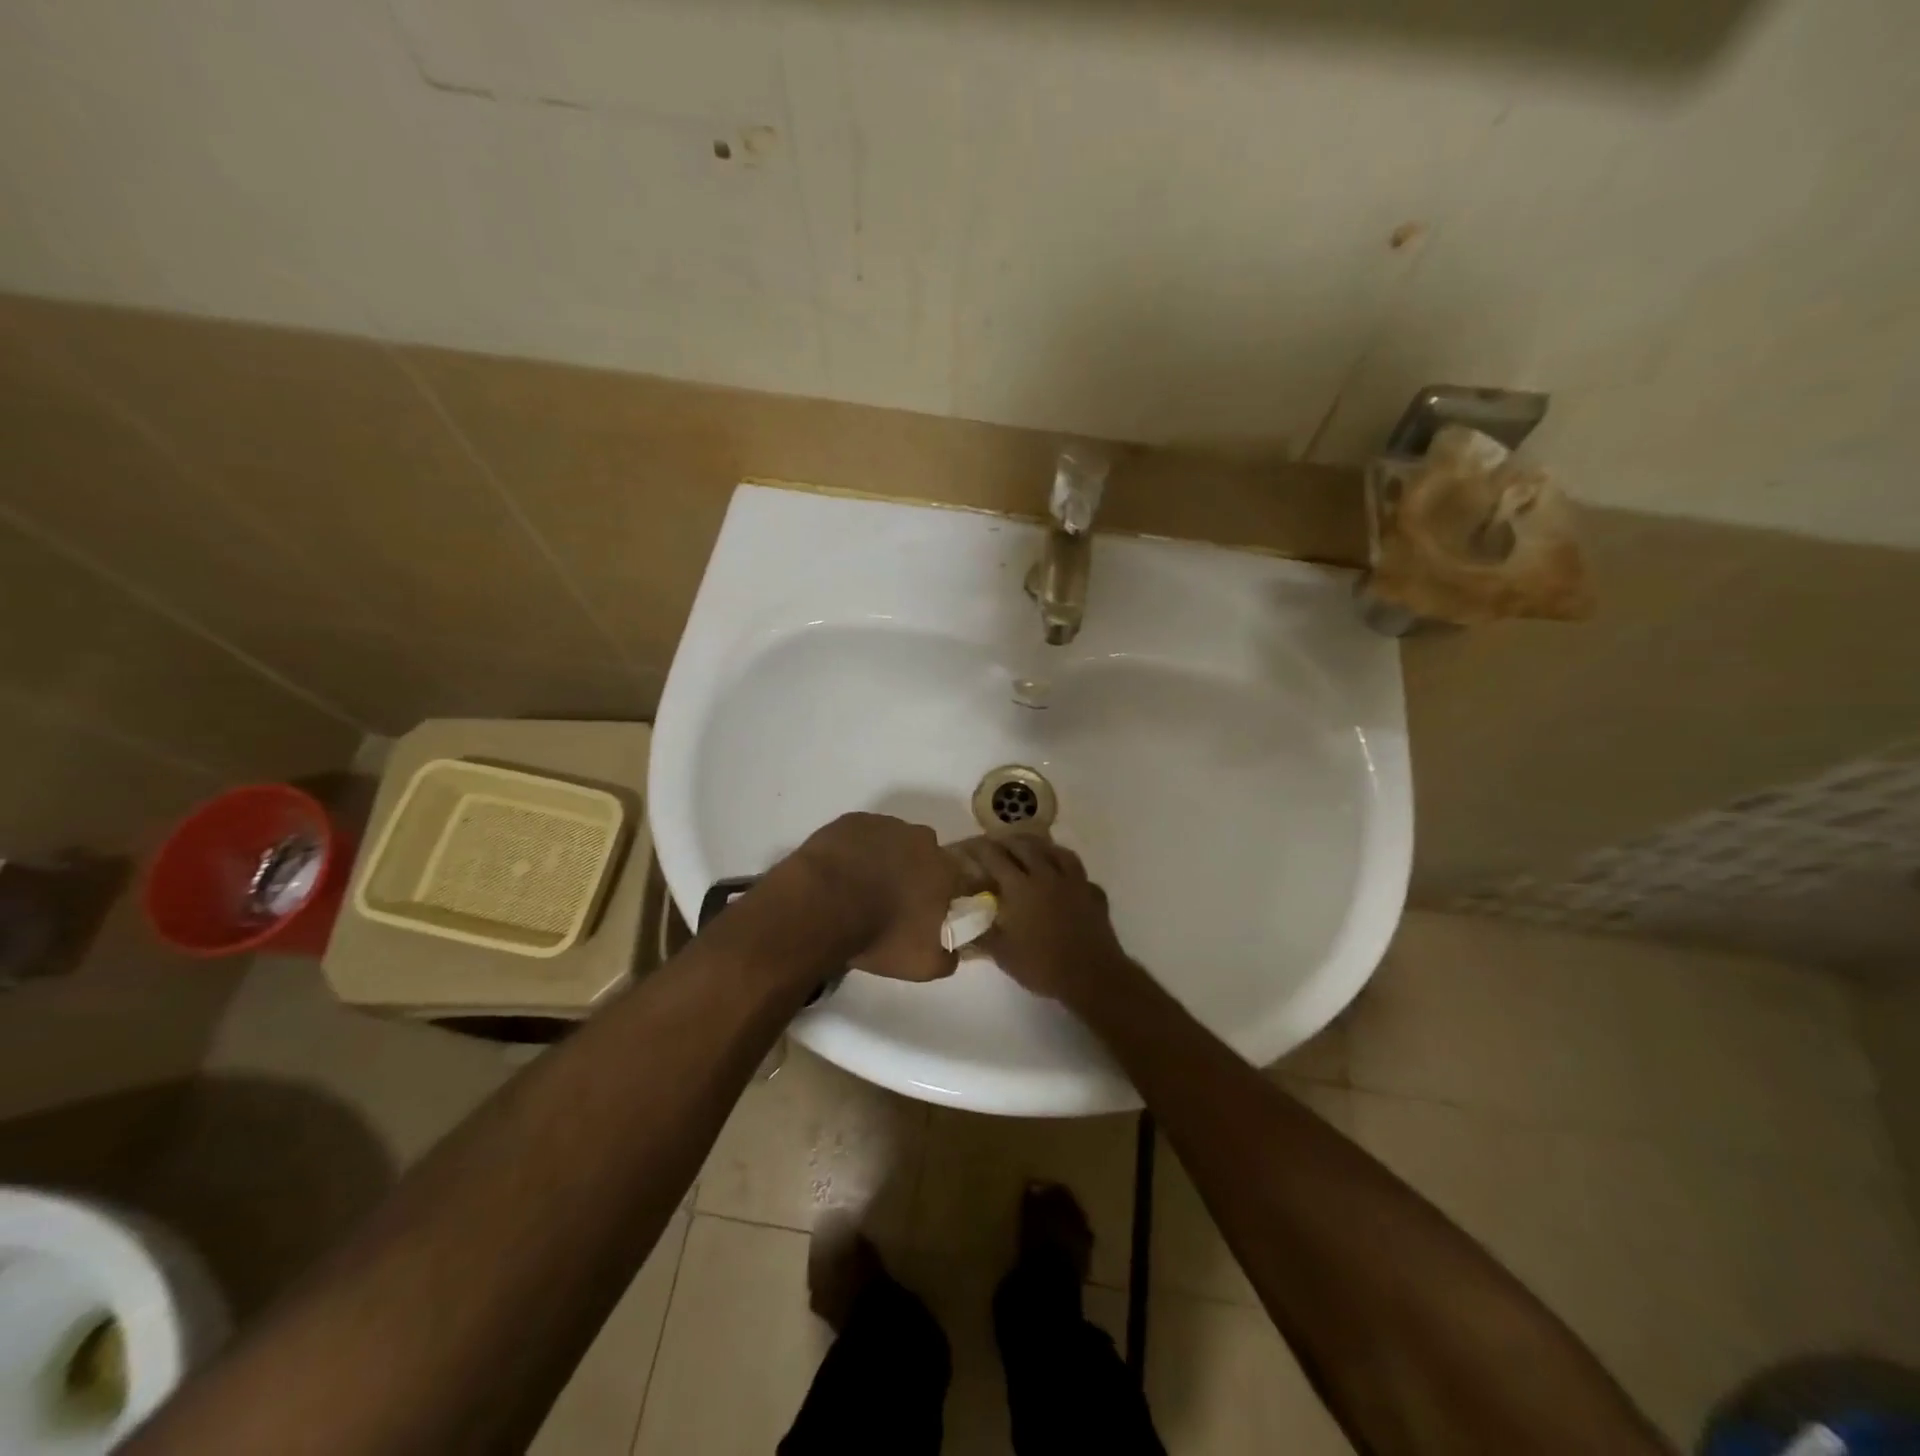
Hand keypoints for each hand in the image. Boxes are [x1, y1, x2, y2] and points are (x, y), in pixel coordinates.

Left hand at [781, 813, 963, 982]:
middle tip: (890, 900)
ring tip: (859, 887)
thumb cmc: (879, 935)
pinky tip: (840, 871)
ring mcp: (885, 825)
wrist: (822, 907)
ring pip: (892, 841)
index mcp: (945, 870)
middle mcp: (921, 840)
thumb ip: (947, 959)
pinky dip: (855, 849)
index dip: (938, 896)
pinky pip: (860, 835)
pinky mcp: (852, 820)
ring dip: (883, 858)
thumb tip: (953, 952)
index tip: (921, 913)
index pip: (953, 880)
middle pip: (923, 855)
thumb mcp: (922, 965)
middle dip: (912, 872)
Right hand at [963, 834, 1130, 1004]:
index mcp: (1020, 887)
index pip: (995, 858)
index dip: (980, 849)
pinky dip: (1067, 869)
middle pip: (1025, 846)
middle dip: (1008, 842)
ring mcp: (1074, 882)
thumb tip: (962, 927)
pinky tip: (1064, 877)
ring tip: (1031, 849)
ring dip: (1040, 847)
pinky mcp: (1093, 893)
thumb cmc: (1041, 965)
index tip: (969, 847)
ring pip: (1056, 851)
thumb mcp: (1002, 954)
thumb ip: (981, 935)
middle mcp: (1046, 875)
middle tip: (997, 846)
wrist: (1091, 976)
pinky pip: (1079, 872)